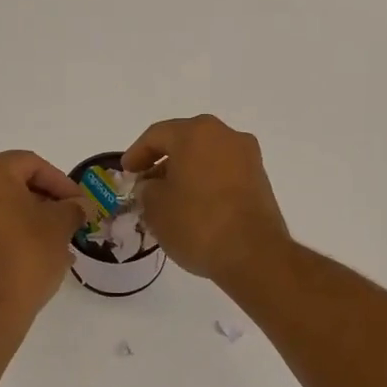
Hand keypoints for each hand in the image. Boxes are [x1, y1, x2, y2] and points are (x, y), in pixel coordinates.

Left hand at [0, 151, 88, 322]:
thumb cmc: (26, 256)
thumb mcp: (59, 226)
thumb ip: (72, 208)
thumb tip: (79, 206)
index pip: (32, 164)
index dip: (62, 183)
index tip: (81, 204)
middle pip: (14, 182)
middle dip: (46, 200)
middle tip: (71, 218)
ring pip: (2, 205)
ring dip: (31, 217)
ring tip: (59, 239)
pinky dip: (13, 230)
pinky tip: (38, 251)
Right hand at [122, 115, 288, 284]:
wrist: (253, 254)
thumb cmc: (197, 223)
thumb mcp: (155, 207)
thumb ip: (146, 189)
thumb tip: (152, 186)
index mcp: (196, 133)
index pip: (157, 135)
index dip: (136, 153)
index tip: (126, 173)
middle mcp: (226, 135)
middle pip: (185, 142)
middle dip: (162, 162)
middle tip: (145, 184)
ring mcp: (248, 157)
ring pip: (206, 157)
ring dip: (185, 173)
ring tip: (168, 199)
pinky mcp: (260, 180)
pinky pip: (223, 172)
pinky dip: (205, 182)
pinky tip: (194, 206)